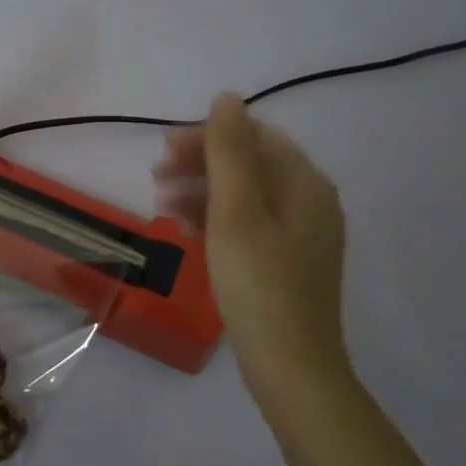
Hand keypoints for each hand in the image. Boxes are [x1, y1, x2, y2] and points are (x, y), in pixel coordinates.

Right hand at [154, 93, 348, 400]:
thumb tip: (227, 97)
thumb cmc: (258, 283)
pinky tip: (184, 230)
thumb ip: (229, 152)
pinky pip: (247, 225)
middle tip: (155, 173)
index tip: (164, 148)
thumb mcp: (236, 212)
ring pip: (245, 197)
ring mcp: (301, 236)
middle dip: (201, 164)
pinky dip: (215, 220)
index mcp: (305, 185)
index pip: (255, 138)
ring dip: (202, 192)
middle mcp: (310, 204)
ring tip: (160, 203)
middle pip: (250, 166)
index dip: (208, 136)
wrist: (290, 367)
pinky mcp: (287, 263)